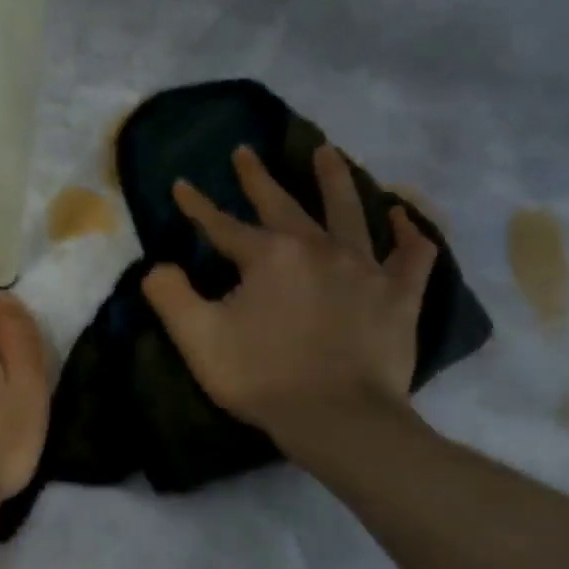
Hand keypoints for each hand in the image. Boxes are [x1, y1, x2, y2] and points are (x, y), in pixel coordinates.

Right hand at [141, 144, 437, 457]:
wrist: (337, 418)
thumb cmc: (262, 378)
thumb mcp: (198, 339)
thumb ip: (170, 296)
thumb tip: (157, 267)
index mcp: (268, 257)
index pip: (223, 225)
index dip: (198, 207)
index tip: (182, 185)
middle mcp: (318, 248)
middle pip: (284, 204)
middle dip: (259, 178)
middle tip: (246, 151)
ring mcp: (364, 268)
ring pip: (350, 211)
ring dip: (335, 178)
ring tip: (327, 151)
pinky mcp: (398, 295)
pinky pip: (411, 254)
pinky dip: (409, 231)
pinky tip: (403, 214)